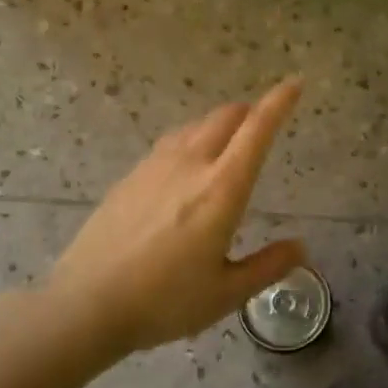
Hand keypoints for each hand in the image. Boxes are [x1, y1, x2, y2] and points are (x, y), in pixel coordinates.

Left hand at [48, 79, 307, 354]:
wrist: (86, 303)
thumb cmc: (164, 301)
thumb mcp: (226, 293)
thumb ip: (268, 266)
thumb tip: (301, 247)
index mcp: (221, 189)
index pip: (256, 130)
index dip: (279, 102)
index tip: (296, 84)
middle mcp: (190, 165)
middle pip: (225, 117)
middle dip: (250, 112)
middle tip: (262, 123)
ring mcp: (155, 167)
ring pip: (195, 126)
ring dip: (219, 124)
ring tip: (228, 142)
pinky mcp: (131, 177)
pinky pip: (171, 142)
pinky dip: (191, 140)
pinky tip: (186, 166)